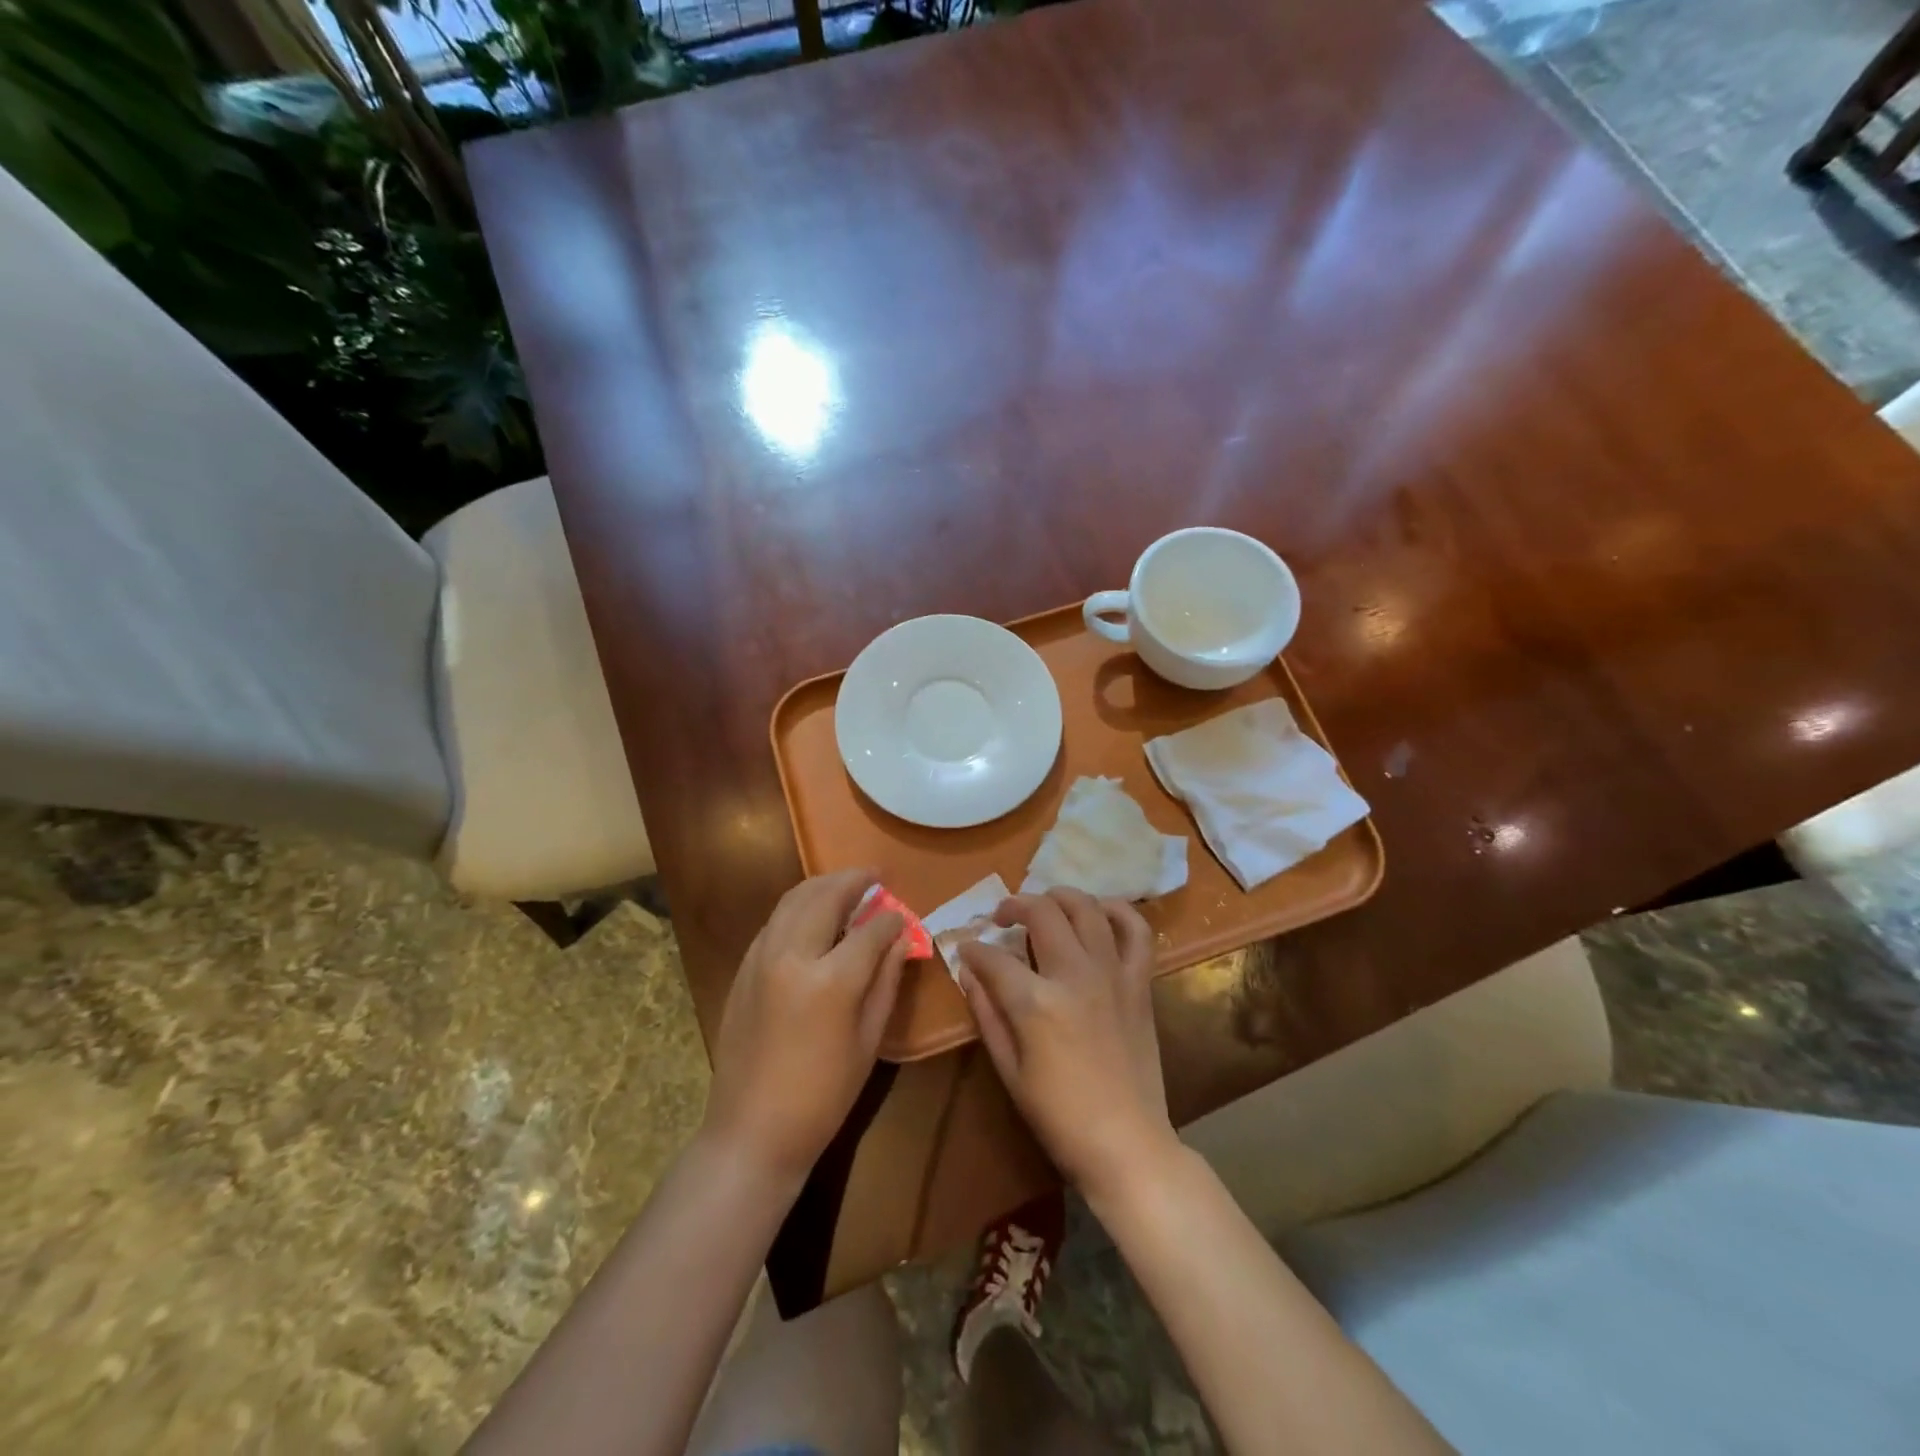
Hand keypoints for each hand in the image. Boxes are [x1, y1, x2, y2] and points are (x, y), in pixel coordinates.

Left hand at [701, 870, 907, 1185]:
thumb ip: (885, 981)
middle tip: (876, 876)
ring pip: (793, 899)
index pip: (870, 930)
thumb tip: (901, 939)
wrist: (751, 1132)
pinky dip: (798, 906)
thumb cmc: (822, 1096)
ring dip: (823, 885)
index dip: (892, 918)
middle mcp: (791, 956)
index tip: (904, 913)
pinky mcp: (743, 968)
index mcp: (830, 981)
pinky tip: (814, 914)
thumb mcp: (868, 1041)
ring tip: (847, 885)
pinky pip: (775, 920)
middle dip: (855, 880)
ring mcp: (761, 958)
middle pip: (826, 896)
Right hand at [955, 888, 1179, 1201]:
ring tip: (1044, 905)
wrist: (1126, 1143)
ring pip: (1086, 908)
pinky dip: (1118, 912)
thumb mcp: (1009, 1070)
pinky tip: (1099, 912)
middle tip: (1001, 918)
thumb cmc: (1059, 1116)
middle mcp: (1074, 975)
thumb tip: (969, 971)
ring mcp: (1112, 974)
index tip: (966, 948)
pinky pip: (1137, 931)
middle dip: (1013, 905)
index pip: (994, 957)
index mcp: (1036, 1003)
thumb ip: (987, 1013)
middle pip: (1041, 913)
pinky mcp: (1139, 983)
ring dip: (1059, 897)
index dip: (973, 948)